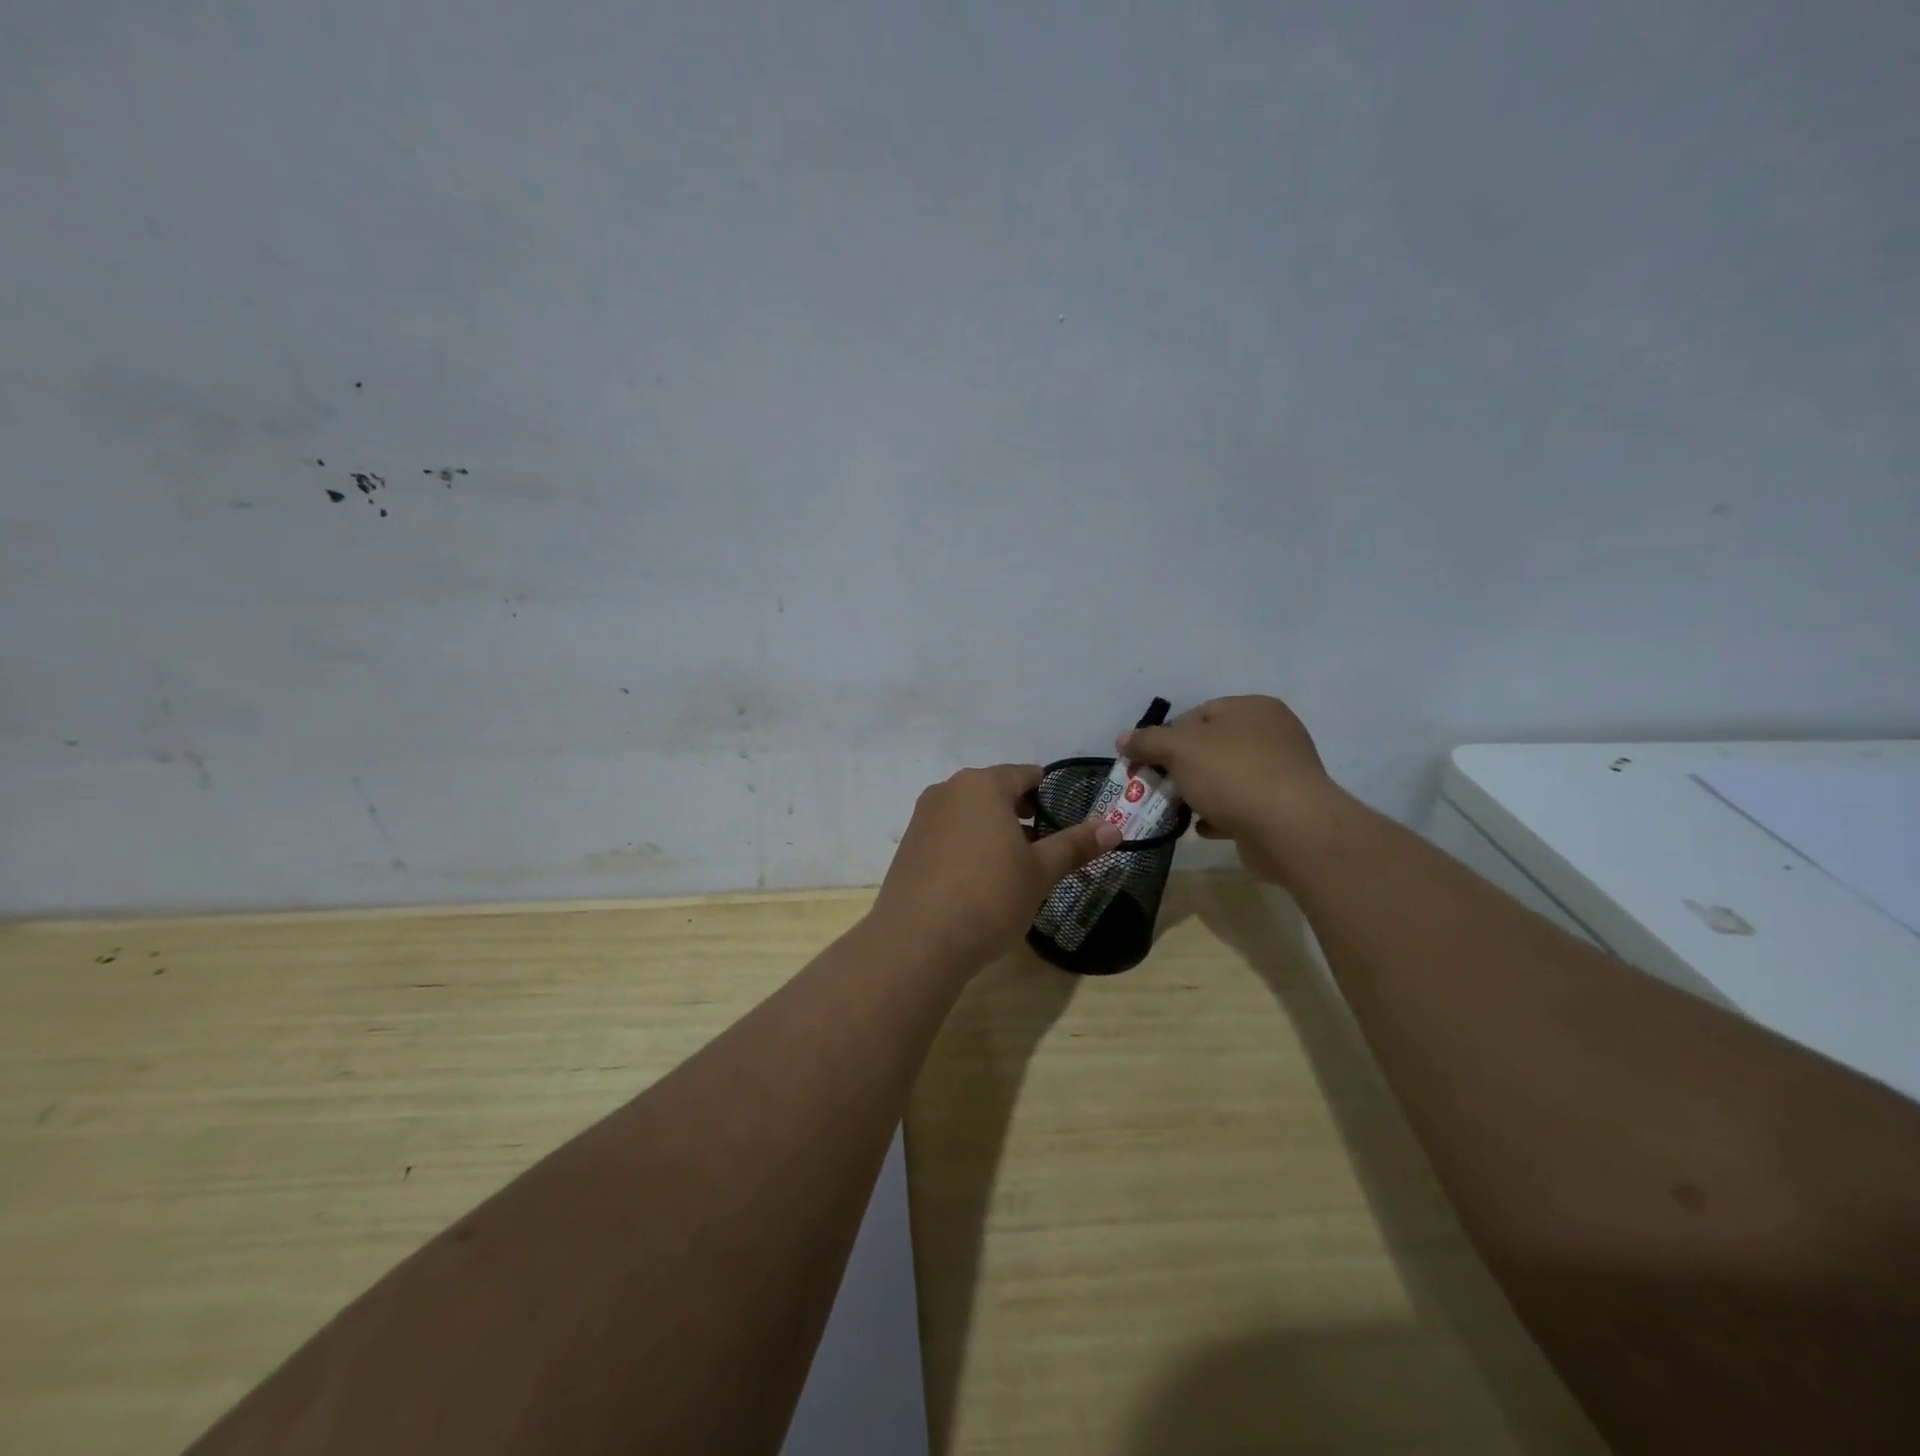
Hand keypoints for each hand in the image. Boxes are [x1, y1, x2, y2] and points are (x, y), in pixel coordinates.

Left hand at [872, 764, 1121, 970]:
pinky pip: (948, 834)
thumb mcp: (1040, 872)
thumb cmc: (989, 897)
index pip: (1025, 774)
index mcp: (982, 784)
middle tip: (1044, 845)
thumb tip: (1114, 827)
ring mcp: (923, 817)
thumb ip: (1075, 845)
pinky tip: (978, 880)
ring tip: (1014, 865)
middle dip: (1021, 813)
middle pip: (994, 791)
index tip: (1065, 818)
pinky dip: (968, 845)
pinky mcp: (908, 846)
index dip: (1048, 794)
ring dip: (993, 830)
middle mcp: (948, 790)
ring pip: (969, 813)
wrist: (918, 941)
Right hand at [1118, 696, 1337, 881]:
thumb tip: (1123, 738)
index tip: (1148, 761)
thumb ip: (1148, 741)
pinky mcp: (1283, 809)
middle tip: (1157, 787)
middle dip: (1180, 768)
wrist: (1291, 830)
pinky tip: (1202, 828)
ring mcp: (1281, 773)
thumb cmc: (1233, 775)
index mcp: (1252, 708)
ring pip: (1225, 779)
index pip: (1199, 713)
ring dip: (1198, 793)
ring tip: (1175, 810)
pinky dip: (1218, 815)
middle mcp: (1272, 735)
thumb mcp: (1179, 749)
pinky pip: (1240, 806)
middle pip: (1211, 747)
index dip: (1168, 736)